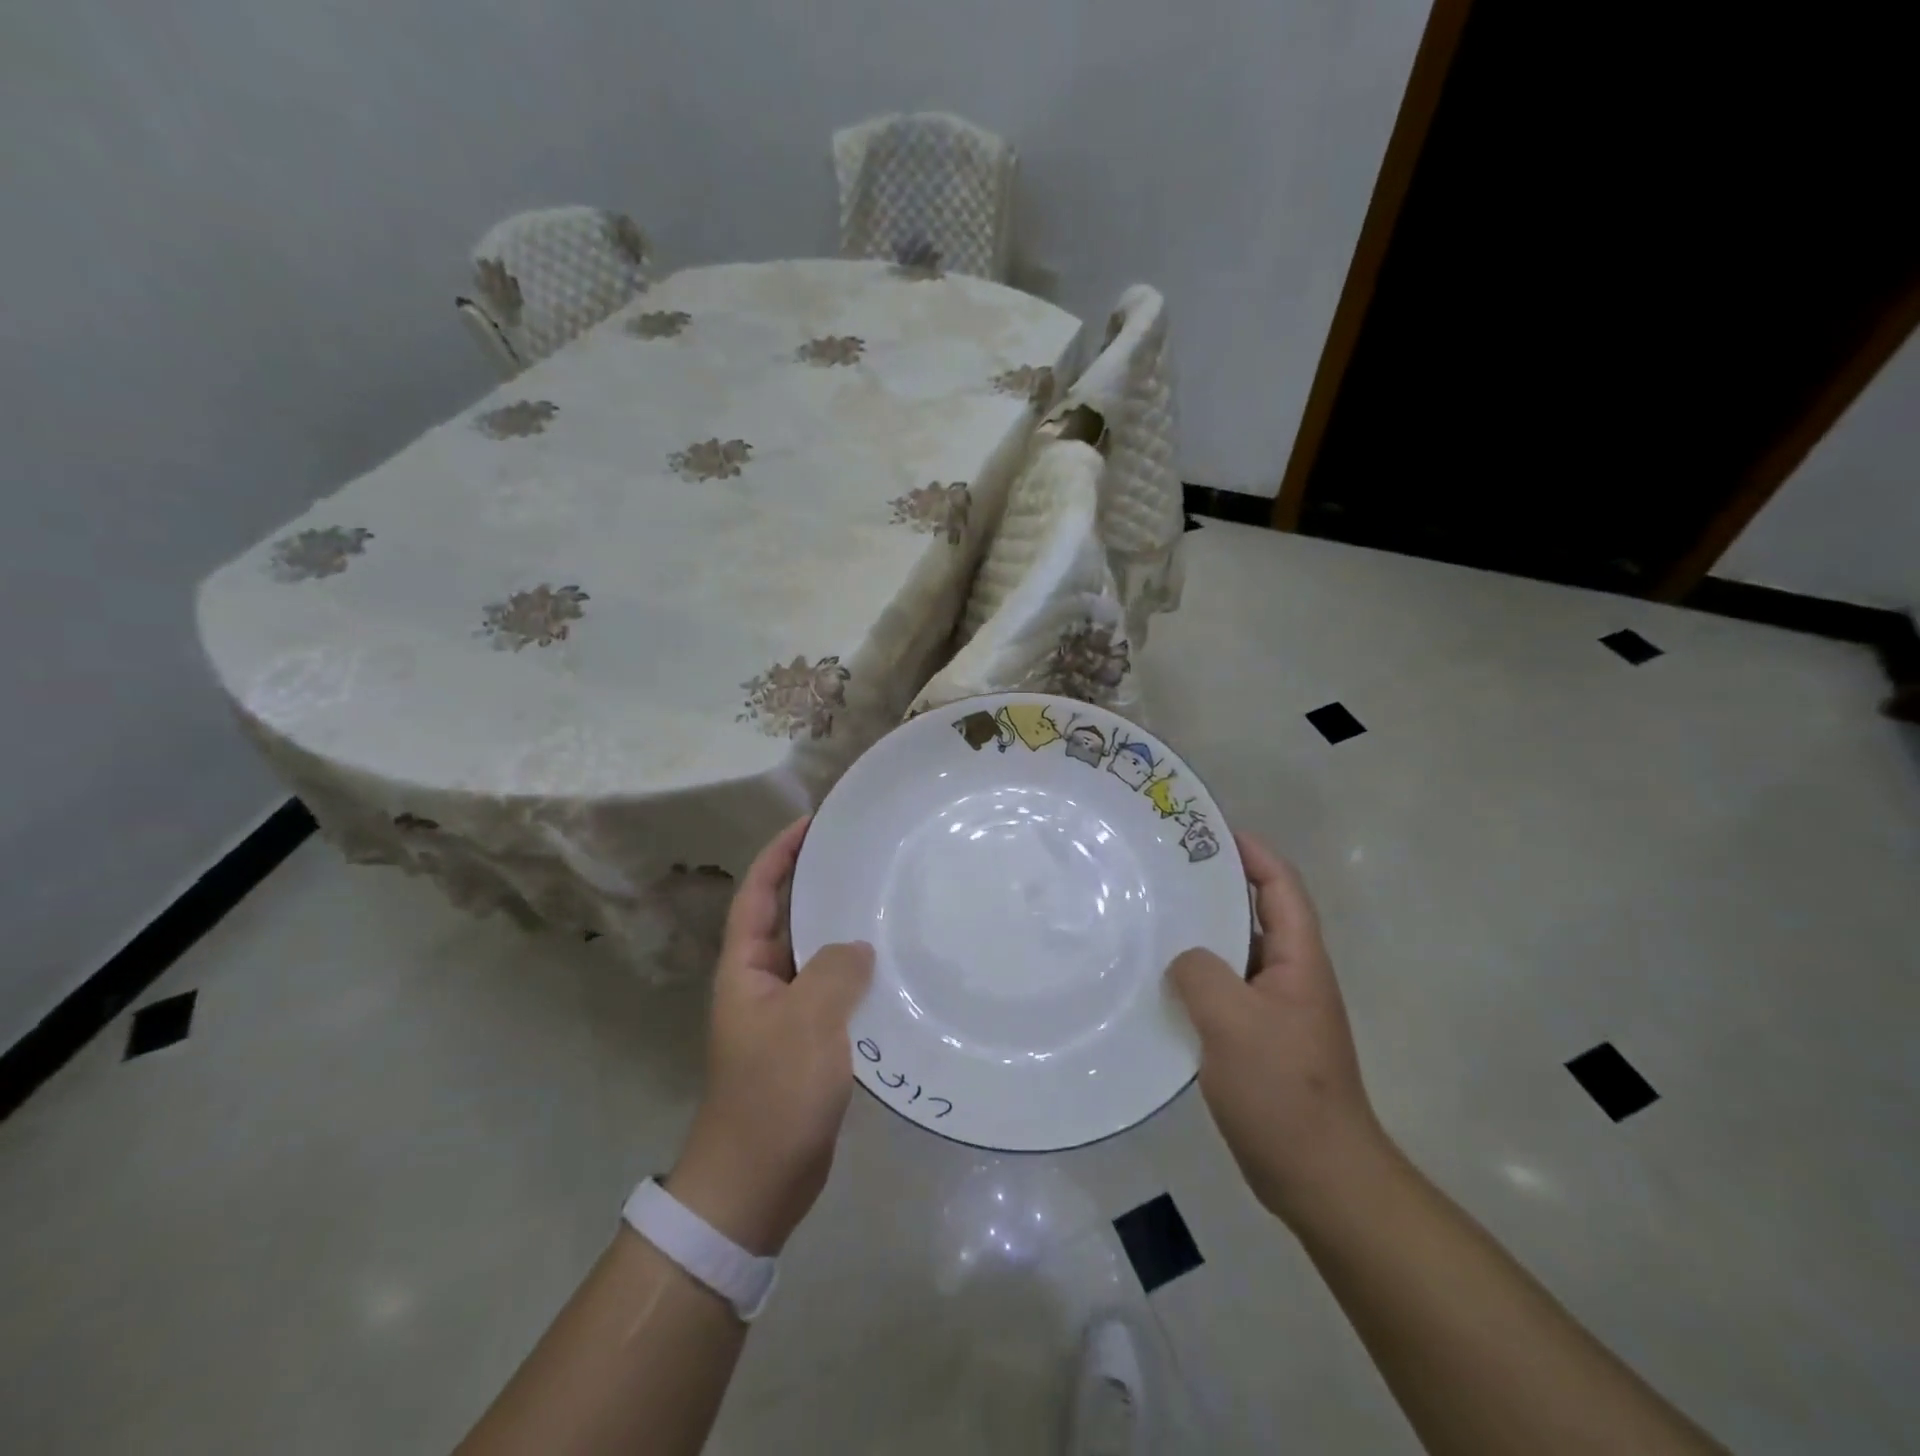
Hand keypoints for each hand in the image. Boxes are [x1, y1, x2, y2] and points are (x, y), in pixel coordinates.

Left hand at [667, 817, 872, 1255]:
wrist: (757, 1184)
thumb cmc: (772, 1095)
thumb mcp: (805, 1023)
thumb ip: (834, 972)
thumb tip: (858, 947)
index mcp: (745, 968)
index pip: (758, 893)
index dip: (779, 854)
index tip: (813, 822)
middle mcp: (762, 982)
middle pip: (789, 918)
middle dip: (818, 885)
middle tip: (864, 858)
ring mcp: (786, 1015)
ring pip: (817, 956)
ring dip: (844, 931)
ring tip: (888, 903)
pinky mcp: (810, 1043)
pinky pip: (836, 994)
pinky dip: (859, 976)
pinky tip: (895, 969)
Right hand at [1167, 832, 1389, 1228]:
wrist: (1319, 1177)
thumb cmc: (1283, 1091)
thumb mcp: (1234, 1022)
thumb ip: (1202, 974)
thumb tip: (1183, 958)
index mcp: (1299, 962)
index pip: (1281, 887)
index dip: (1253, 853)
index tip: (1211, 832)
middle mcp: (1289, 978)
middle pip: (1255, 915)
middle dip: (1215, 888)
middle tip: (1164, 870)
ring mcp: (1273, 1011)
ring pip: (1233, 955)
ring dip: (1200, 935)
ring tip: (1151, 918)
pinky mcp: (1255, 1041)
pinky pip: (1221, 992)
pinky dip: (1193, 979)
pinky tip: (1157, 983)